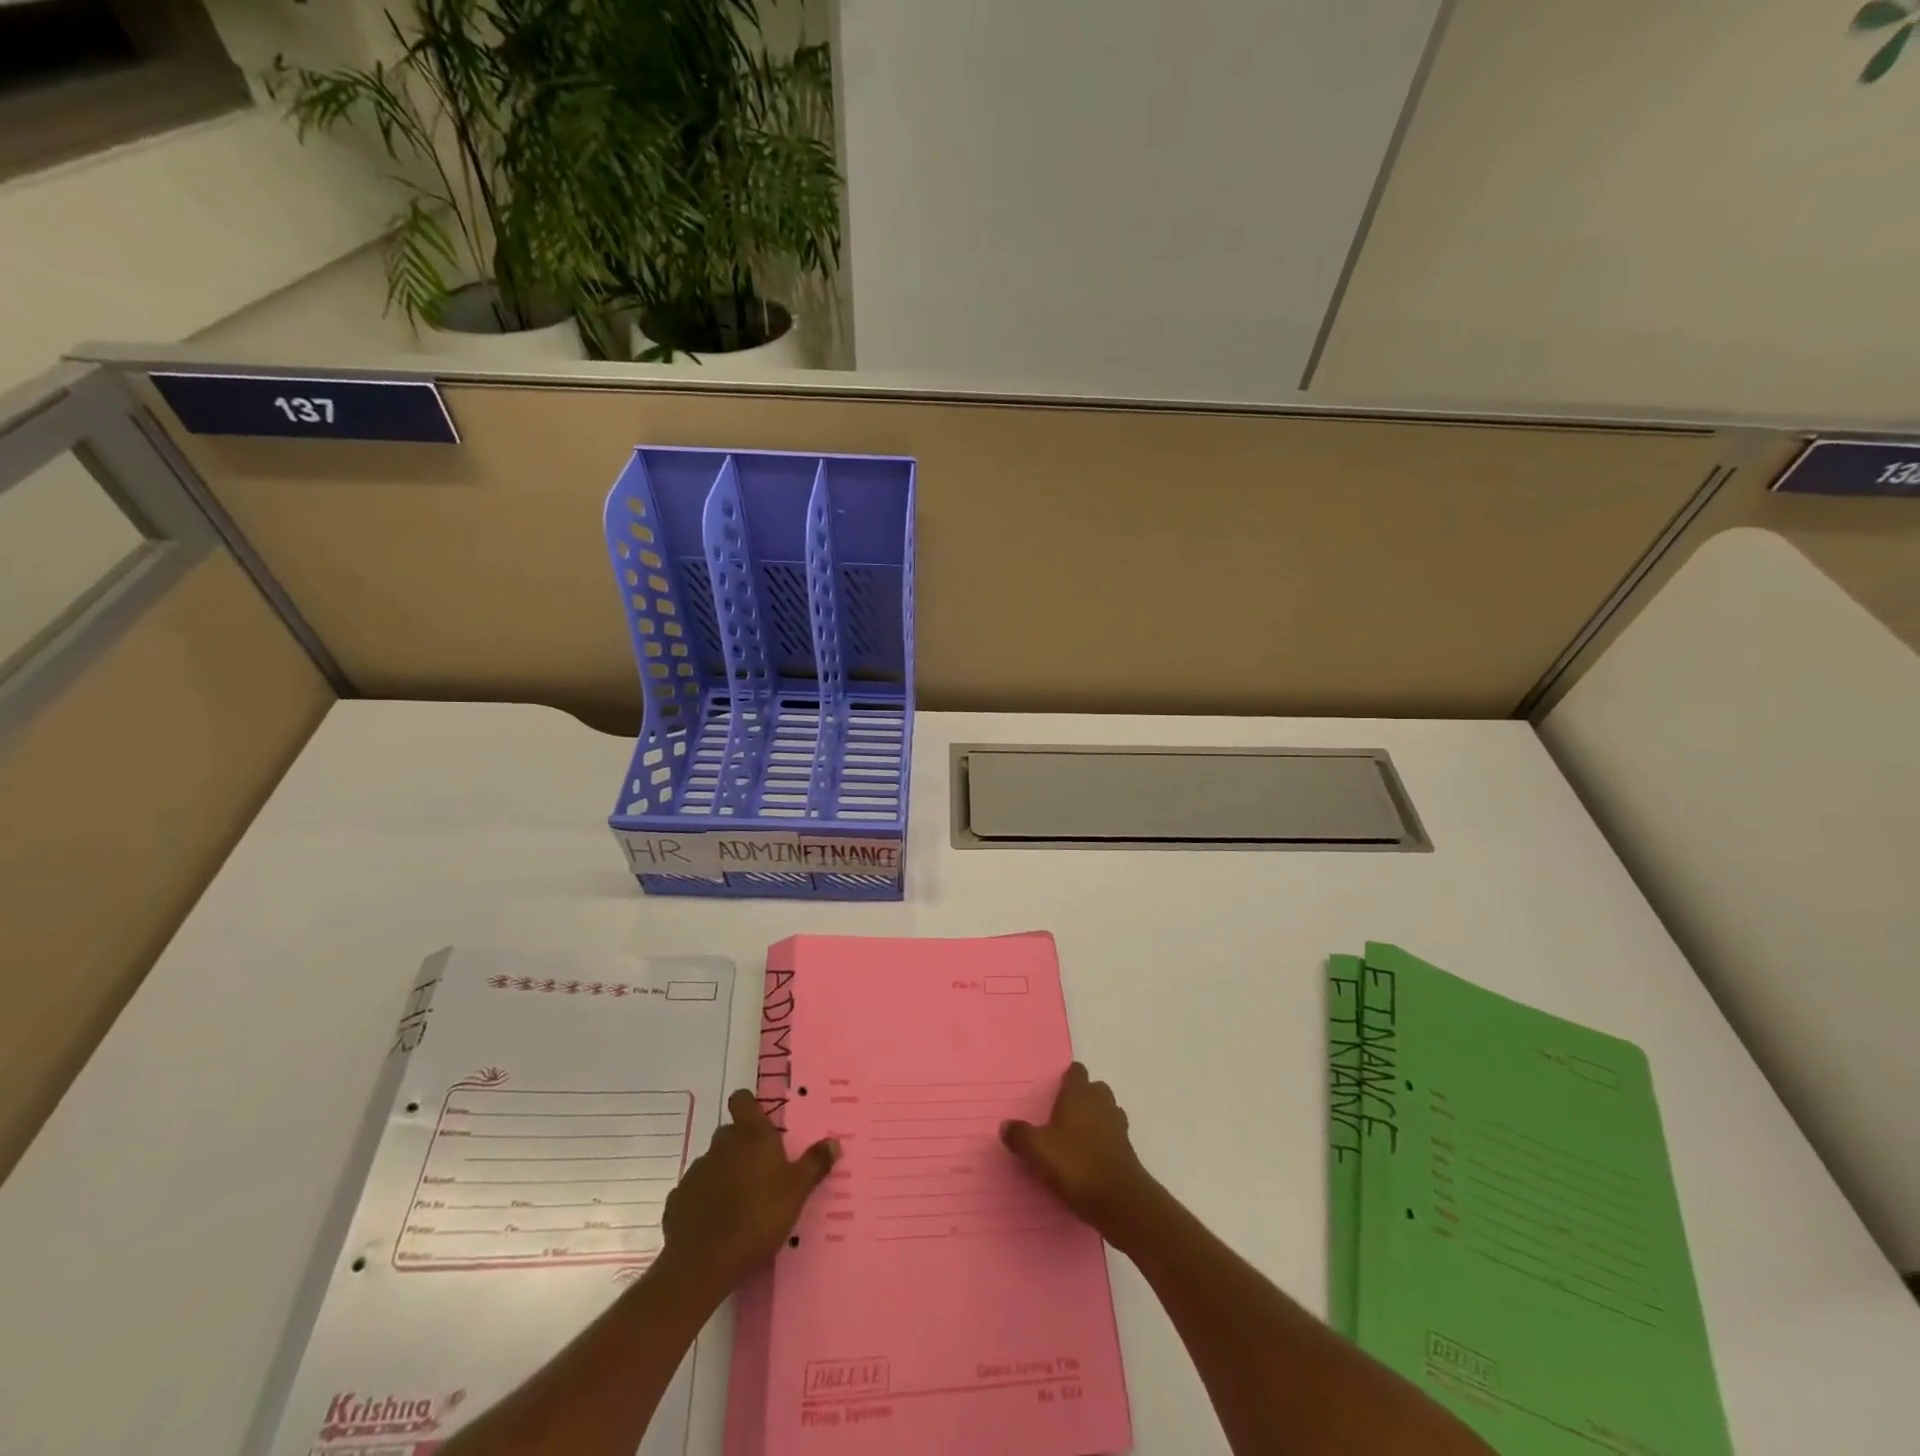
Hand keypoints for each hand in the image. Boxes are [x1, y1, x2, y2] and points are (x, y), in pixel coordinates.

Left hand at [660, 1090, 836, 1293]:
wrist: (703, 1264)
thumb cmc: (758, 1217)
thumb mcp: (797, 1191)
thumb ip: (814, 1164)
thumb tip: (834, 1141)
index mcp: (750, 1135)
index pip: (742, 1100)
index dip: (749, 1107)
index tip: (760, 1124)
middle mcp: (720, 1145)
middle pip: (730, 1133)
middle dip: (742, 1147)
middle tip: (761, 1173)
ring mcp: (695, 1172)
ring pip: (712, 1163)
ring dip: (724, 1175)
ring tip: (740, 1204)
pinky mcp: (677, 1201)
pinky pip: (695, 1193)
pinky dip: (705, 1201)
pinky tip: (716, 1225)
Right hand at [1001, 1063, 1159, 1245]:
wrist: (1119, 1199)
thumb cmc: (1075, 1164)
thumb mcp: (1038, 1150)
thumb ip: (1020, 1135)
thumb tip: (1005, 1126)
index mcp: (1079, 1094)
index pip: (1076, 1072)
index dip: (1067, 1079)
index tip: (1055, 1091)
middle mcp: (1101, 1102)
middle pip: (1094, 1089)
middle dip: (1082, 1098)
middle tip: (1063, 1116)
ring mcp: (1118, 1125)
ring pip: (1106, 1111)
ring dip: (1095, 1119)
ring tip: (1076, 1137)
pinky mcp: (1127, 1149)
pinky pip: (1113, 1135)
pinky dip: (1104, 1141)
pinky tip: (1090, 1158)